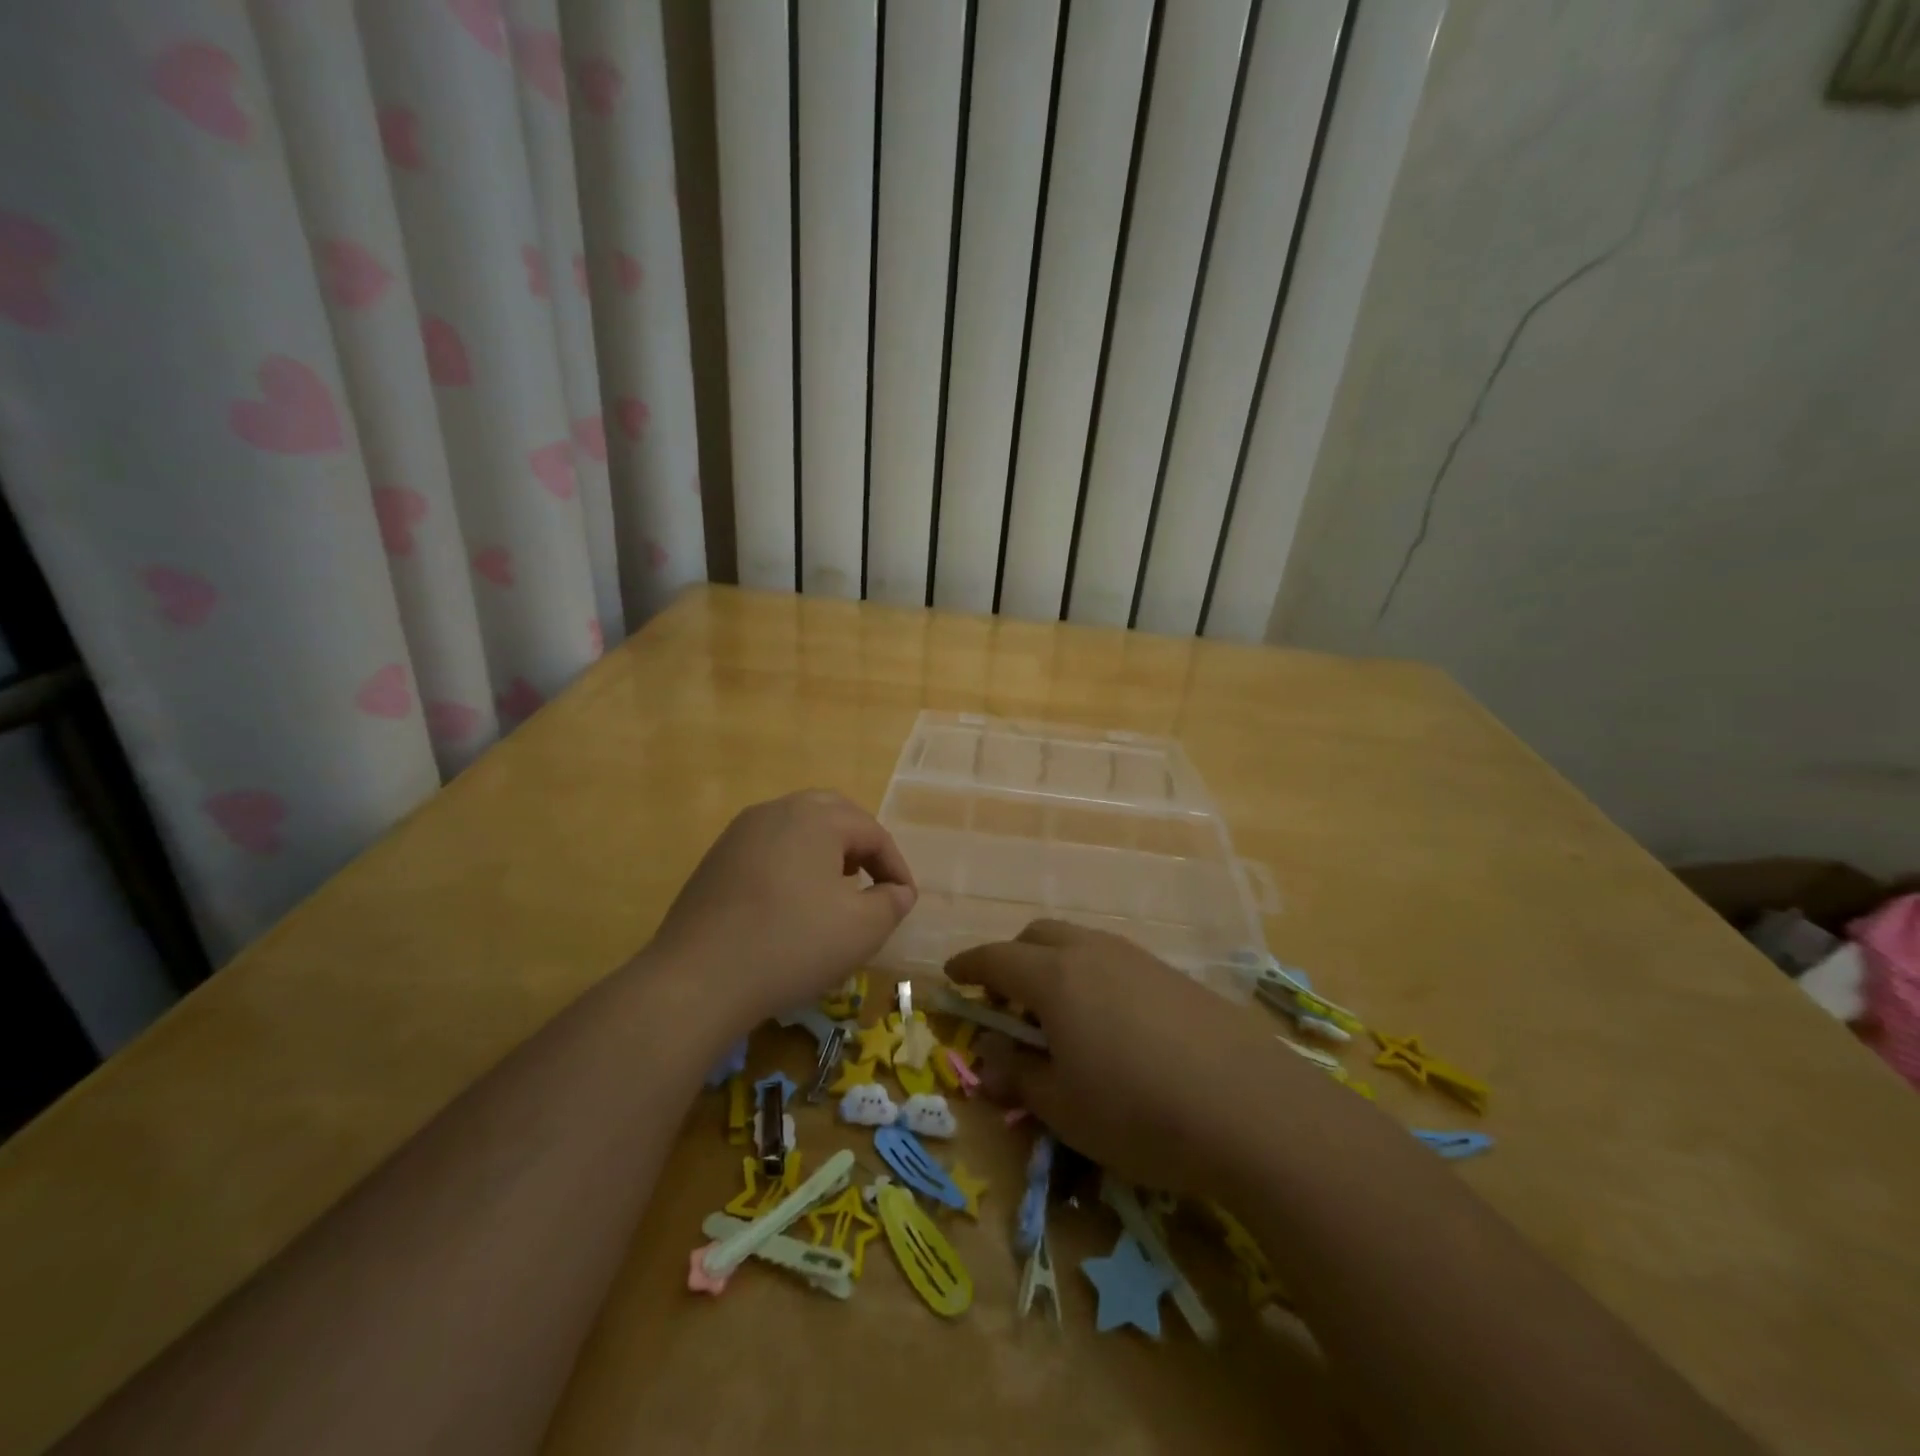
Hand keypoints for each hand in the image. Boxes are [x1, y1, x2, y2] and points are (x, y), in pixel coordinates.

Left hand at [649, 790, 915, 1025]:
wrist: (698, 979)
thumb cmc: (792, 944)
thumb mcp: (862, 929)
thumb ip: (892, 903)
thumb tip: (898, 891)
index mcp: (816, 817)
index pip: (872, 832)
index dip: (895, 865)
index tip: (904, 900)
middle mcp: (777, 811)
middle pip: (833, 814)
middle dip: (860, 845)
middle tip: (872, 880)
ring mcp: (740, 832)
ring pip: (797, 828)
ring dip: (825, 851)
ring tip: (836, 890)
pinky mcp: (716, 859)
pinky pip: (768, 848)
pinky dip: (792, 864)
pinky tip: (791, 903)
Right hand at [947, 920, 1299, 1196]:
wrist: (1251, 1109)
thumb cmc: (1137, 1110)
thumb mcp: (1063, 1107)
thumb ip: (1019, 1078)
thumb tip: (989, 1065)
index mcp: (1055, 977)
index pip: (996, 958)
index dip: (969, 966)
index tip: (952, 977)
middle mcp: (1093, 952)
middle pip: (1038, 937)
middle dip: (1013, 961)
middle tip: (1009, 1005)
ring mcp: (1139, 959)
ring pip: (1080, 944)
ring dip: (1056, 968)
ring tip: (1061, 1019)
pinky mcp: (1174, 976)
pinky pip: (1116, 962)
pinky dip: (1094, 979)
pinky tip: (1113, 1027)